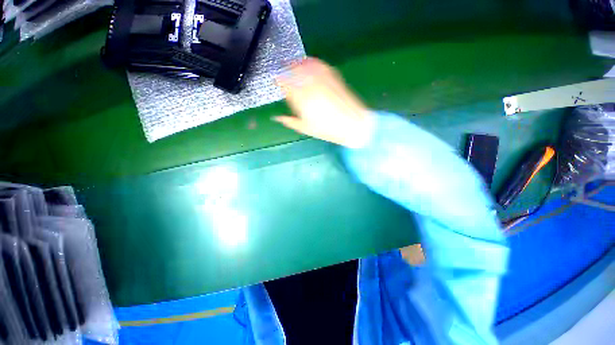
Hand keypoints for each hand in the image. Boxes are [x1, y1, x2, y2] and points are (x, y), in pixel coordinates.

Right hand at [274, 58, 373, 148]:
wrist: (352, 124)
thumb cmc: (327, 129)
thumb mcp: (305, 128)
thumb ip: (289, 121)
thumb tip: (277, 118)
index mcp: (301, 98)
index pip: (285, 83)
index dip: (279, 81)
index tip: (277, 82)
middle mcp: (310, 84)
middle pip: (293, 70)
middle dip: (286, 70)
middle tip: (284, 74)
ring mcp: (322, 78)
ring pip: (305, 65)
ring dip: (298, 64)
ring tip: (294, 67)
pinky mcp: (333, 75)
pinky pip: (319, 64)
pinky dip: (312, 63)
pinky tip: (310, 64)